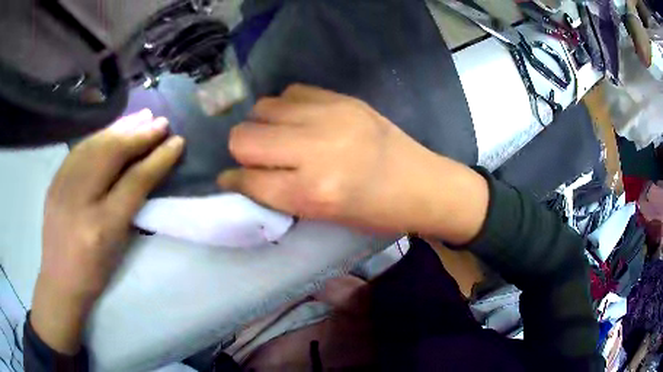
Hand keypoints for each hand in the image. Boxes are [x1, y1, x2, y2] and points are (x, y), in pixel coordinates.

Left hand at [31, 109, 184, 353]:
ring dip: (120, 127)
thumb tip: (147, 171)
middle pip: (111, 154)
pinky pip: (80, 149)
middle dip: (139, 134)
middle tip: (160, 121)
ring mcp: (62, 185)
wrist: (59, 280)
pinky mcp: (55, 180)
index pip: (134, 181)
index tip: (176, 141)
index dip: (158, 159)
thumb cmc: (94, 271)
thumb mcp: (118, 246)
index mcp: (101, 225)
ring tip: (141, 116)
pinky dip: (100, 135)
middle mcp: (79, 199)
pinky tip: (111, 129)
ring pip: (94, 144)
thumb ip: (132, 207)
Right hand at [218, 84, 487, 240]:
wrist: (423, 183)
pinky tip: (299, 120)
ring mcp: (330, 116)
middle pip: (244, 137)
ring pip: (263, 108)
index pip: (248, 180)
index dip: (232, 181)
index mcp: (313, 192)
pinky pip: (291, 92)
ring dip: (262, 125)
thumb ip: (280, 194)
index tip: (231, 180)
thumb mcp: (324, 216)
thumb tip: (244, 176)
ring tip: (279, 137)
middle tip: (256, 159)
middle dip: (241, 151)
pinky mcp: (342, 98)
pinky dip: (286, 107)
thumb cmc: (376, 213)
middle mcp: (315, 149)